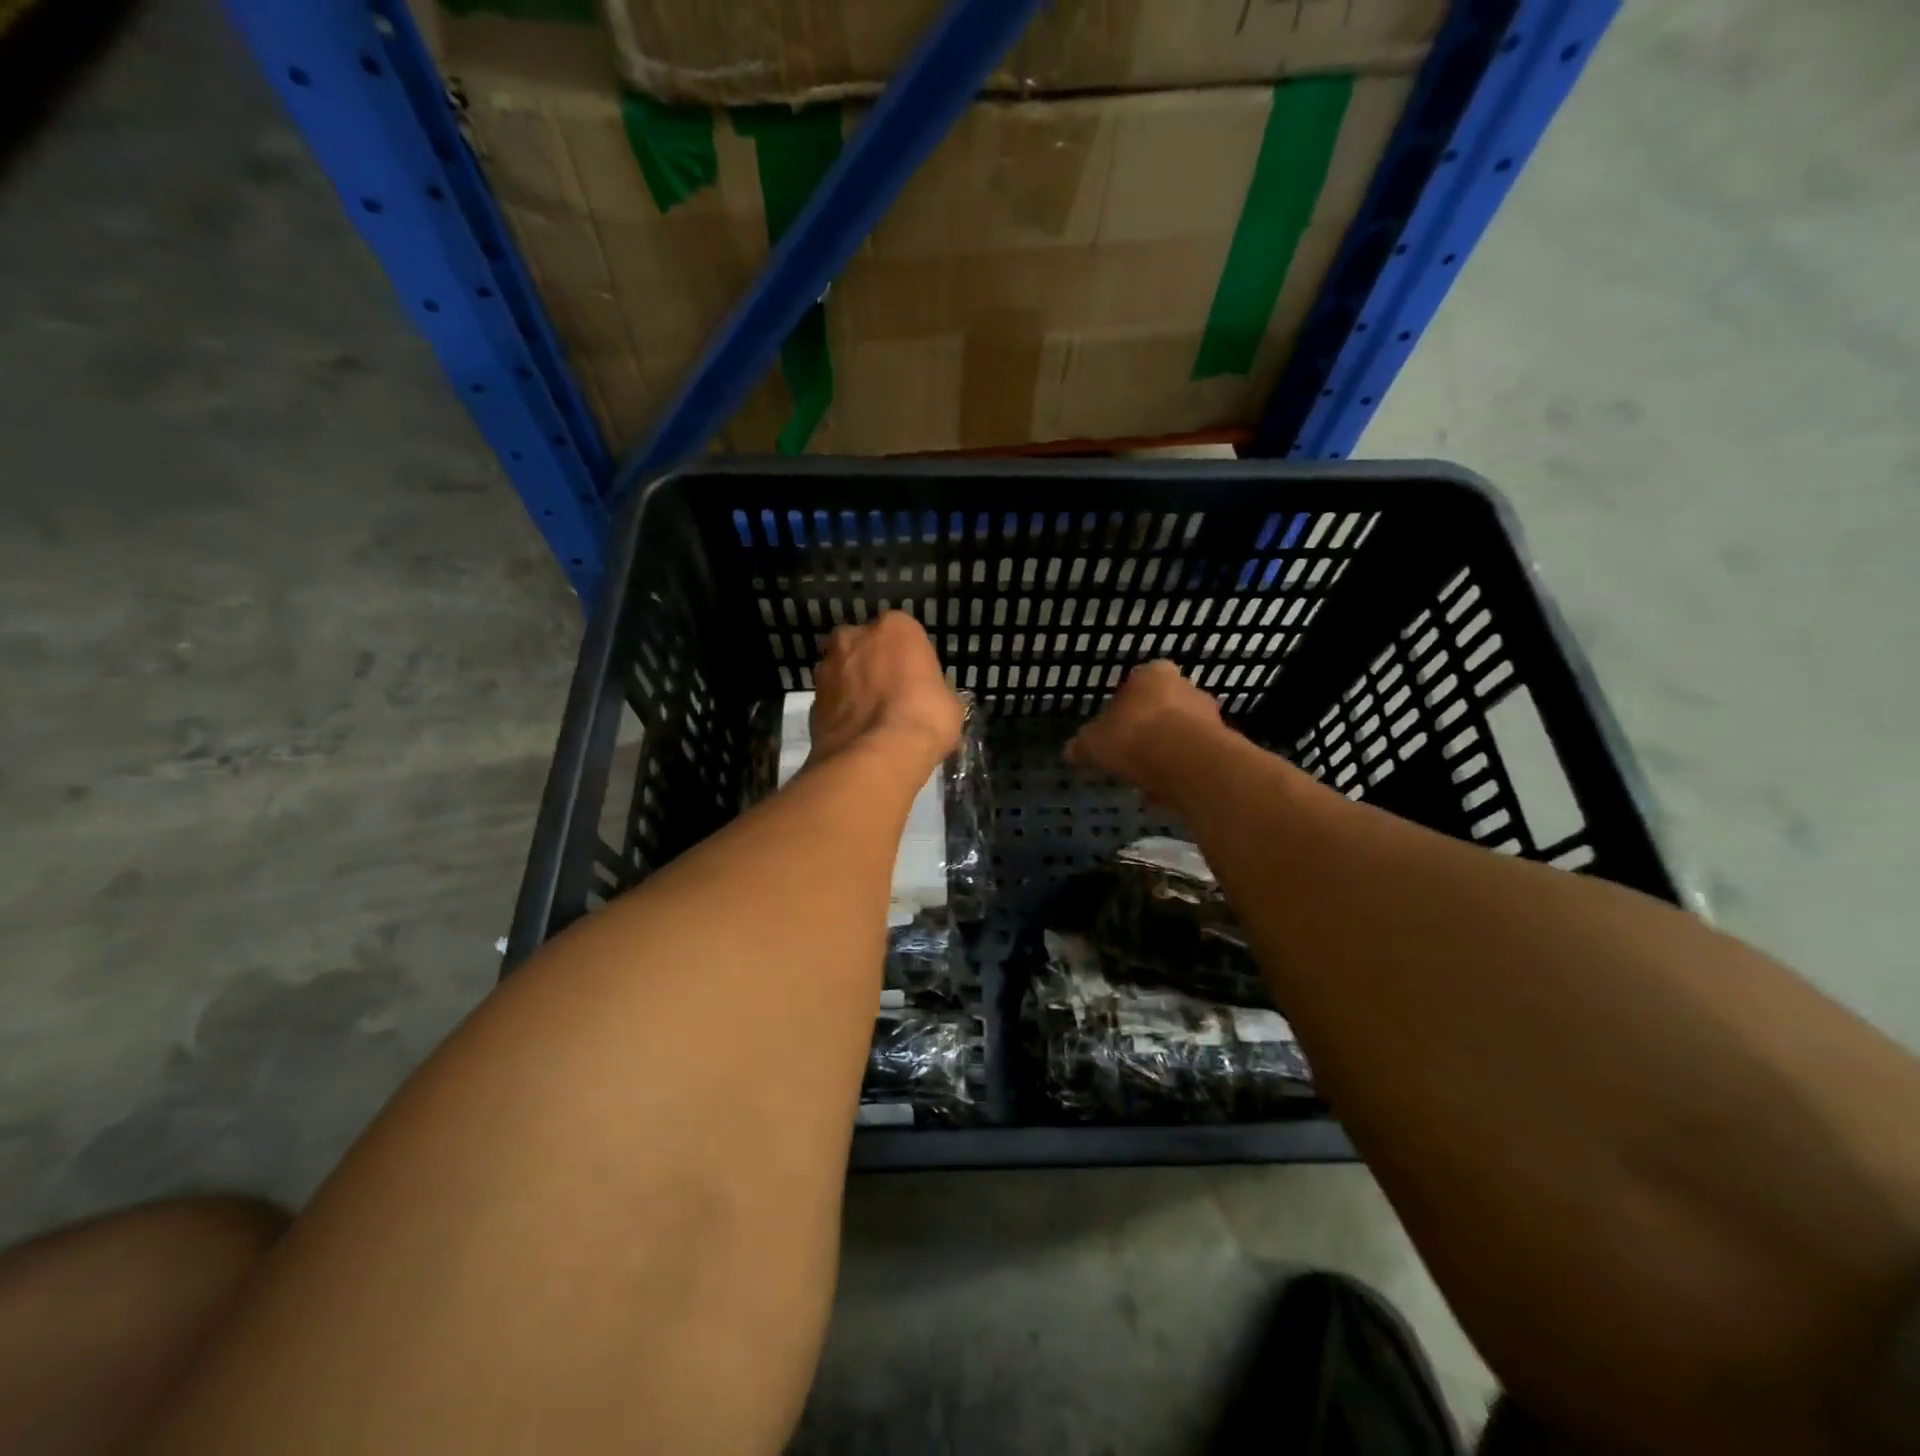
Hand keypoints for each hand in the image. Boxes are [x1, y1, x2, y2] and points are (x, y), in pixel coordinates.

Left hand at [809, 613, 961, 772]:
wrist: (875, 756)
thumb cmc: (923, 719)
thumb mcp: (949, 703)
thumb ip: (933, 690)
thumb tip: (928, 700)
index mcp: (895, 628)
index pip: (905, 636)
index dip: (911, 660)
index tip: (918, 683)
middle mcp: (855, 637)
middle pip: (866, 647)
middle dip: (875, 665)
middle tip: (891, 696)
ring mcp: (828, 666)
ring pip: (844, 671)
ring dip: (853, 687)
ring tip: (871, 718)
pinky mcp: (812, 699)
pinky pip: (832, 700)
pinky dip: (841, 711)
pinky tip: (856, 733)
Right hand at [1066, 660, 1225, 798]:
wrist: (1186, 762)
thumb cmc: (1133, 738)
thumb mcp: (1093, 743)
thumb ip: (1083, 745)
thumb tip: (1071, 750)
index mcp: (1153, 674)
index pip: (1138, 682)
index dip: (1125, 706)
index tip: (1116, 729)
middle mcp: (1186, 686)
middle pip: (1164, 707)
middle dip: (1150, 729)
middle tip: (1132, 754)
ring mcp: (1210, 714)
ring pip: (1182, 732)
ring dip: (1168, 751)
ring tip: (1149, 779)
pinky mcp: (1224, 744)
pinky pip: (1196, 757)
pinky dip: (1183, 770)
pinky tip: (1168, 790)